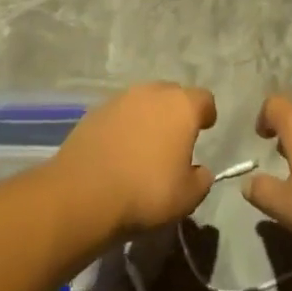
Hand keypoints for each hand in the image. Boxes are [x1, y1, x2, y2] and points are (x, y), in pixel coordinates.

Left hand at [53, 83, 216, 236]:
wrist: (84, 192)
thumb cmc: (146, 192)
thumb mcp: (187, 197)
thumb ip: (201, 179)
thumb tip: (200, 170)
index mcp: (181, 107)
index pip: (204, 99)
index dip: (206, 113)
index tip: (205, 129)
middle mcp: (152, 93)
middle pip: (172, 94)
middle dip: (176, 112)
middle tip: (175, 139)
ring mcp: (120, 99)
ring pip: (143, 101)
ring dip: (148, 117)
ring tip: (145, 145)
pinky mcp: (94, 111)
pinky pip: (119, 113)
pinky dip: (124, 125)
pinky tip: (120, 150)